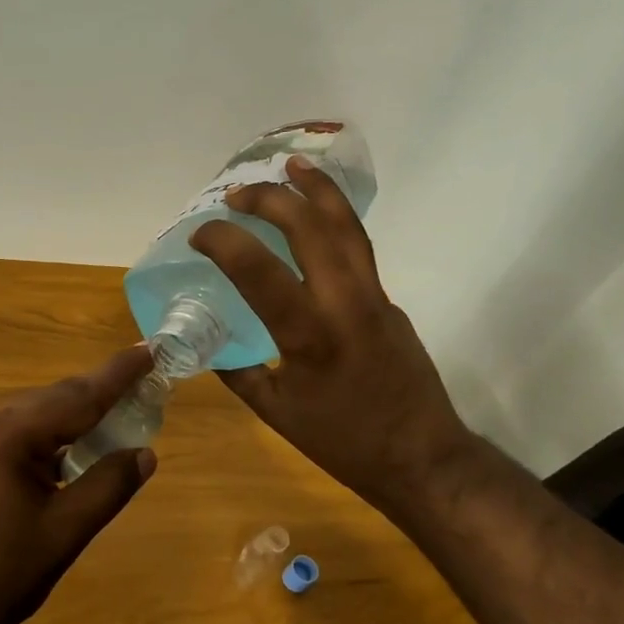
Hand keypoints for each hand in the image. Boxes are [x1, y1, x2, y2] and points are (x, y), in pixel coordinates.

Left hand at [0, 346, 158, 623]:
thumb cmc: (0, 575)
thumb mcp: (65, 531)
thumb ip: (109, 486)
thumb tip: (146, 453)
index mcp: (11, 433)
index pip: (79, 395)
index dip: (119, 374)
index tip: (152, 349)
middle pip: (60, 398)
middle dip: (104, 390)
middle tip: (149, 380)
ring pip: (43, 414)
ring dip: (83, 413)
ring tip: (127, 409)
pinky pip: (27, 433)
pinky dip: (60, 434)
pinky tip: (84, 445)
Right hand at [189, 156, 478, 518]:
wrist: (423, 458)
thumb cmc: (344, 443)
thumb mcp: (276, 413)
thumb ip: (239, 374)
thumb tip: (209, 348)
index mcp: (308, 336)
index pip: (258, 270)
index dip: (224, 241)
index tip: (200, 234)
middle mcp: (345, 303)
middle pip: (311, 228)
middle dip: (271, 199)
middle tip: (237, 193)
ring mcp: (374, 297)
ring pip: (347, 227)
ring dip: (317, 190)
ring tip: (292, 165)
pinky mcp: (390, 302)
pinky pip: (359, 249)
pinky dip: (334, 222)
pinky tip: (316, 221)